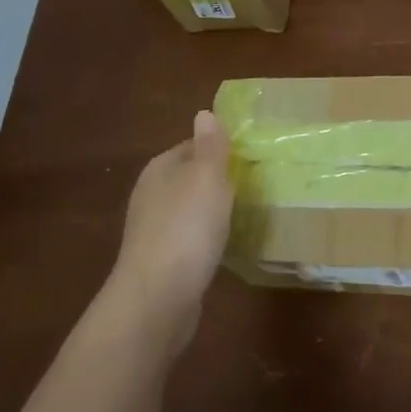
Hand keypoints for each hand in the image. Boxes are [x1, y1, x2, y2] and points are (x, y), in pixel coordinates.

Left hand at [107, 110, 233, 356]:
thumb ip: (210, 146)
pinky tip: (228, 244)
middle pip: (192, 177)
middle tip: (258, 183)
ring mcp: (155, 230)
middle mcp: (152, 195)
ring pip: (192, 208)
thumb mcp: (207, 178)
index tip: (253, 156)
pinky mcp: (163, 260)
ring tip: (248, 212)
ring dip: (215, 209)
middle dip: (221, 179)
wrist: (158, 299)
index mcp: (160, 169)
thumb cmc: (186, 229)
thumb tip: (204, 112)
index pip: (193, 145)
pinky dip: (209, 237)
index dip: (222, 148)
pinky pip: (192, 237)